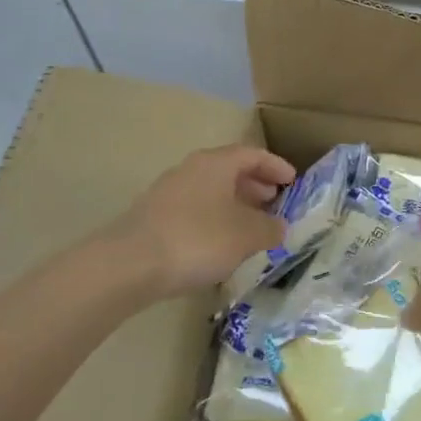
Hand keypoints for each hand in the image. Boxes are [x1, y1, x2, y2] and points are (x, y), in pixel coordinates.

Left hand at [102, 145, 295, 300]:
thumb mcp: (247, 236)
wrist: (127, 266)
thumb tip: (279, 226)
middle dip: (255, 185)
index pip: (253, 154)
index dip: (276, 166)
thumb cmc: (197, 239)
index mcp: (216, 164)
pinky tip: (220, 244)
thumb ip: (270, 228)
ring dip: (234, 204)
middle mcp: (191, 169)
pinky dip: (213, 220)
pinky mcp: (152, 218)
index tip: (292, 182)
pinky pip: (193, 210)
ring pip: (210, 191)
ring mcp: (167, 193)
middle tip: (273, 203)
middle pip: (229, 170)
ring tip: (250, 227)